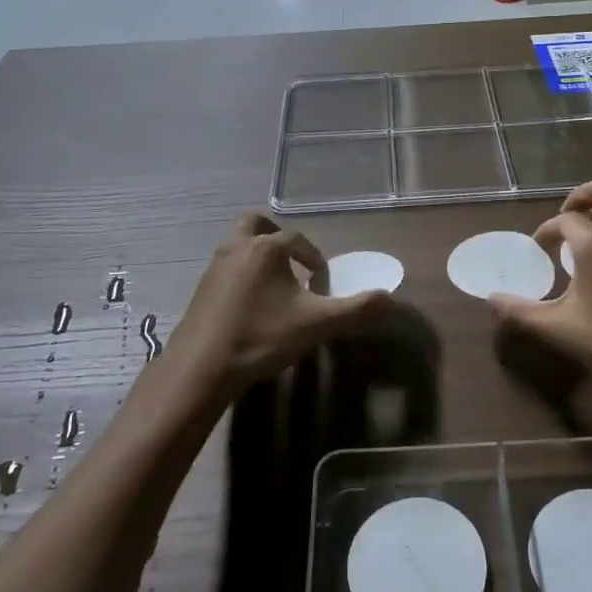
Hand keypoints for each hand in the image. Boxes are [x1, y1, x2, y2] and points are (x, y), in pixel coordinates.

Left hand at [161, 212, 386, 404]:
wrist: (200, 367)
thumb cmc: (261, 336)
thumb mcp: (317, 324)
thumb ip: (355, 309)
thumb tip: (391, 299)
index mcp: (267, 248)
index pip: (298, 240)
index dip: (314, 258)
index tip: (322, 283)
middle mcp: (238, 247)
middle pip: (255, 224)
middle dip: (275, 235)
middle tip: (291, 259)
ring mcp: (215, 267)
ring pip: (238, 245)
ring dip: (257, 256)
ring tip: (274, 286)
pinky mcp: (200, 289)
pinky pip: (226, 268)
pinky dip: (241, 275)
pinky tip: (251, 306)